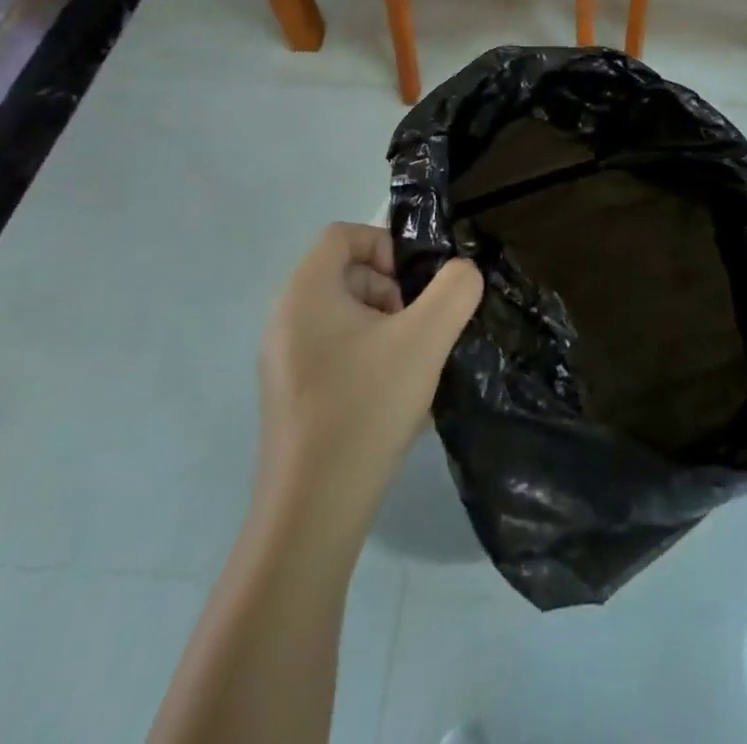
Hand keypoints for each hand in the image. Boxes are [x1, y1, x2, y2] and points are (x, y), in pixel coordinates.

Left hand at [258, 223, 482, 523]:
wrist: (312, 511)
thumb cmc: (365, 407)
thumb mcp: (425, 339)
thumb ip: (455, 290)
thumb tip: (463, 274)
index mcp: (305, 292)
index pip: (344, 234)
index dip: (387, 244)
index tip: (416, 284)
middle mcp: (285, 318)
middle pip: (346, 273)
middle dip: (392, 289)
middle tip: (420, 327)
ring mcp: (283, 360)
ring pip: (344, 315)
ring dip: (385, 325)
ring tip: (412, 364)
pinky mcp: (291, 396)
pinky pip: (335, 352)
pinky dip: (369, 357)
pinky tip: (394, 396)